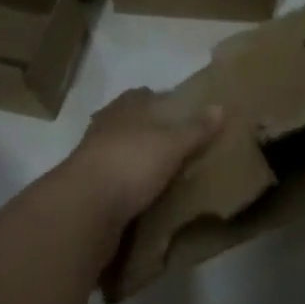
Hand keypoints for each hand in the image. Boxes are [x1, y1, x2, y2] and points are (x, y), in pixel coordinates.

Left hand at [65, 89, 223, 238]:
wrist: (83, 209)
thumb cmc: (130, 162)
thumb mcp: (172, 143)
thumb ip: (196, 128)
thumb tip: (221, 106)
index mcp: (126, 106)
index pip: (147, 94)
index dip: (165, 101)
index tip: (184, 113)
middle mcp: (107, 125)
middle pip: (133, 122)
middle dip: (152, 131)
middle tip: (179, 146)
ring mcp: (93, 157)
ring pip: (122, 151)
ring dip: (138, 160)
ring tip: (165, 174)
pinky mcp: (88, 188)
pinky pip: (115, 181)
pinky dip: (128, 186)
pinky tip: (144, 197)